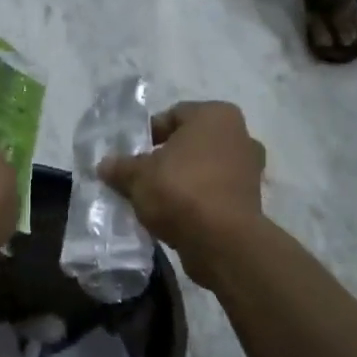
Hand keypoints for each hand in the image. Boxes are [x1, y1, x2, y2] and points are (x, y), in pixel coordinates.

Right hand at [98, 102, 264, 268]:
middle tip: (143, 175)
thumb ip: (121, 167)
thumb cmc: (181, 190)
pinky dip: (198, 198)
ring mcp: (250, 168)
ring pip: (205, 167)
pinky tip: (177, 214)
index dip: (149, 134)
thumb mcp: (138, 176)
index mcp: (215, 115)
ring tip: (157, 198)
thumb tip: (104, 164)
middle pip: (192, 142)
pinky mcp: (252, 200)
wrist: (223, 241)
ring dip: (184, 179)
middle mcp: (240, 134)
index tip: (132, 154)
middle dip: (168, 157)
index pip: (173, 115)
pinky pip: (216, 191)